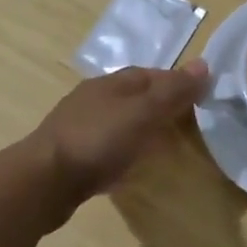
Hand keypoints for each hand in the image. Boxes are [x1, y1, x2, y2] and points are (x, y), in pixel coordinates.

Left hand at [27, 63, 210, 205]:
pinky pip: (106, 146)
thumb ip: (172, 91)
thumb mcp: (142, 113)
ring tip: (163, 145)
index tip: (201, 97)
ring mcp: (78, 127)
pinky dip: (123, 149)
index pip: (150, 74)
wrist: (43, 182)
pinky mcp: (71, 155)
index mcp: (110, 84)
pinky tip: (130, 164)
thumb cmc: (96, 141)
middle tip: (187, 124)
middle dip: (159, 105)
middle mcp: (93, 99)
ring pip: (118, 120)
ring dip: (140, 128)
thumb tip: (204, 64)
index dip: (176, 82)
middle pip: (134, 96)